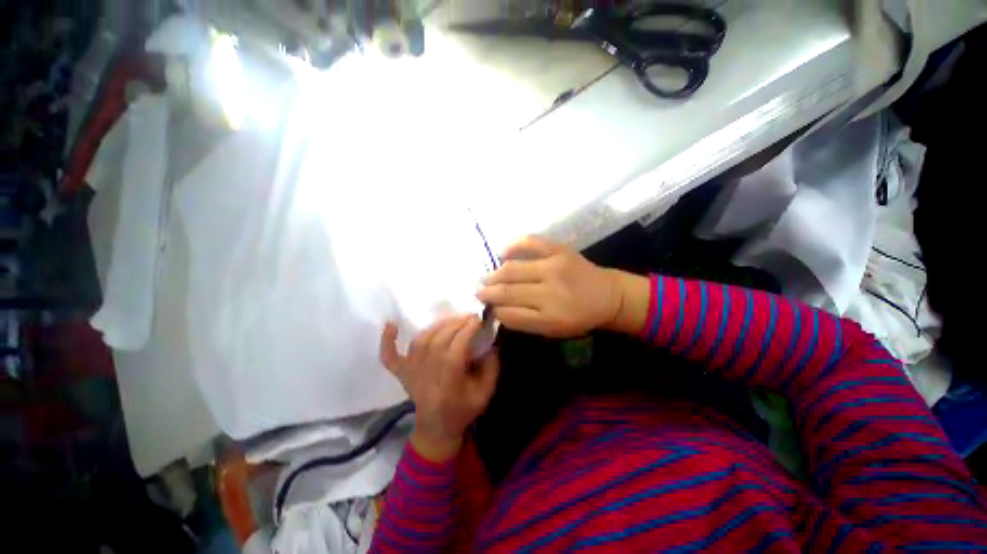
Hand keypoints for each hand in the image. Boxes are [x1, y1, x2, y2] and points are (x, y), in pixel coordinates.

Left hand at [380, 316, 499, 460]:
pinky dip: (387, 341)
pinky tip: (391, 324)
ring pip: (420, 342)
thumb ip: (491, 367)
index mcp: (448, 388)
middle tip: (470, 316)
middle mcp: (426, 379)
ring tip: (453, 319)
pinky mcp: (401, 373)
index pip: (454, 354)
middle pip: (437, 343)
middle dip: (456, 325)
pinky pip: (389, 357)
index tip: (478, 319)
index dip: (466, 333)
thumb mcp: (485, 394)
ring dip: (437, 326)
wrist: (436, 429)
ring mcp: (410, 375)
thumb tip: (490, 341)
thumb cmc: (463, 411)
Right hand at [476, 236, 625, 337]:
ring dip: (494, 274)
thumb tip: (498, 309)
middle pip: (508, 291)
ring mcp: (554, 267)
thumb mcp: (553, 330)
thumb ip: (525, 321)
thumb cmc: (579, 317)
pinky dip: (513, 245)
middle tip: (477, 291)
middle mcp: (550, 292)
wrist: (608, 295)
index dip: (495, 310)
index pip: (509, 314)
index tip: (487, 307)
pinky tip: (503, 253)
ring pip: (513, 269)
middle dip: (487, 292)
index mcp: (550, 318)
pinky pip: (530, 242)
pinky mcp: (559, 250)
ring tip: (485, 277)